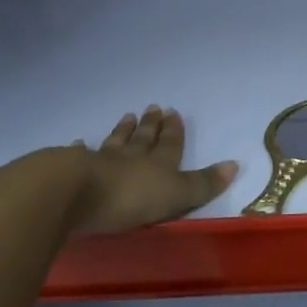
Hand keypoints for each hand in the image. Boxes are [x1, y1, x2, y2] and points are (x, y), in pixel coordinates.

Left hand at [0, 106, 237, 234]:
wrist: (72, 194)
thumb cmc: (129, 198)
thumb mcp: (176, 195)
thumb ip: (203, 184)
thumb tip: (235, 164)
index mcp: (158, 164)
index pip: (170, 144)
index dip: (174, 131)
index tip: (174, 113)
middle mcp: (131, 158)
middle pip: (143, 139)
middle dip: (151, 125)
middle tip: (153, 108)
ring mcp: (100, 162)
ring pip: (115, 143)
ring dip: (122, 131)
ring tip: (127, 116)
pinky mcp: (70, 172)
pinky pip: (80, 157)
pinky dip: (81, 150)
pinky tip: (78, 143)